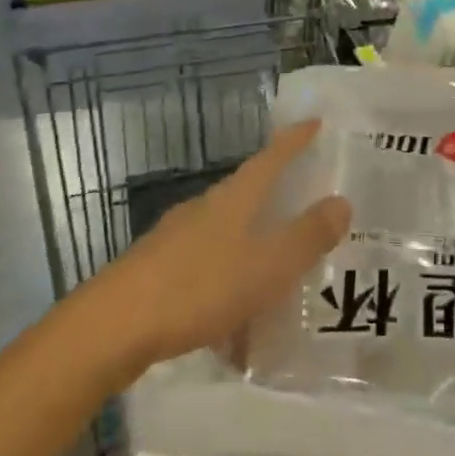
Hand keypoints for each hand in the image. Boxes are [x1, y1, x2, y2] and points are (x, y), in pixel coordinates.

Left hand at [94, 120, 349, 374]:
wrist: (112, 328)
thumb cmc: (198, 287)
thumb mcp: (266, 266)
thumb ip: (306, 236)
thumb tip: (342, 201)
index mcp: (233, 199)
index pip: (271, 158)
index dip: (294, 140)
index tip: (314, 122)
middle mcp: (204, 209)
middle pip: (247, 194)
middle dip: (276, 200)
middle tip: (306, 210)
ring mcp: (176, 239)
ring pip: (227, 238)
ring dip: (252, 254)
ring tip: (277, 284)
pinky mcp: (157, 272)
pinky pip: (206, 274)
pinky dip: (228, 292)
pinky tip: (233, 334)